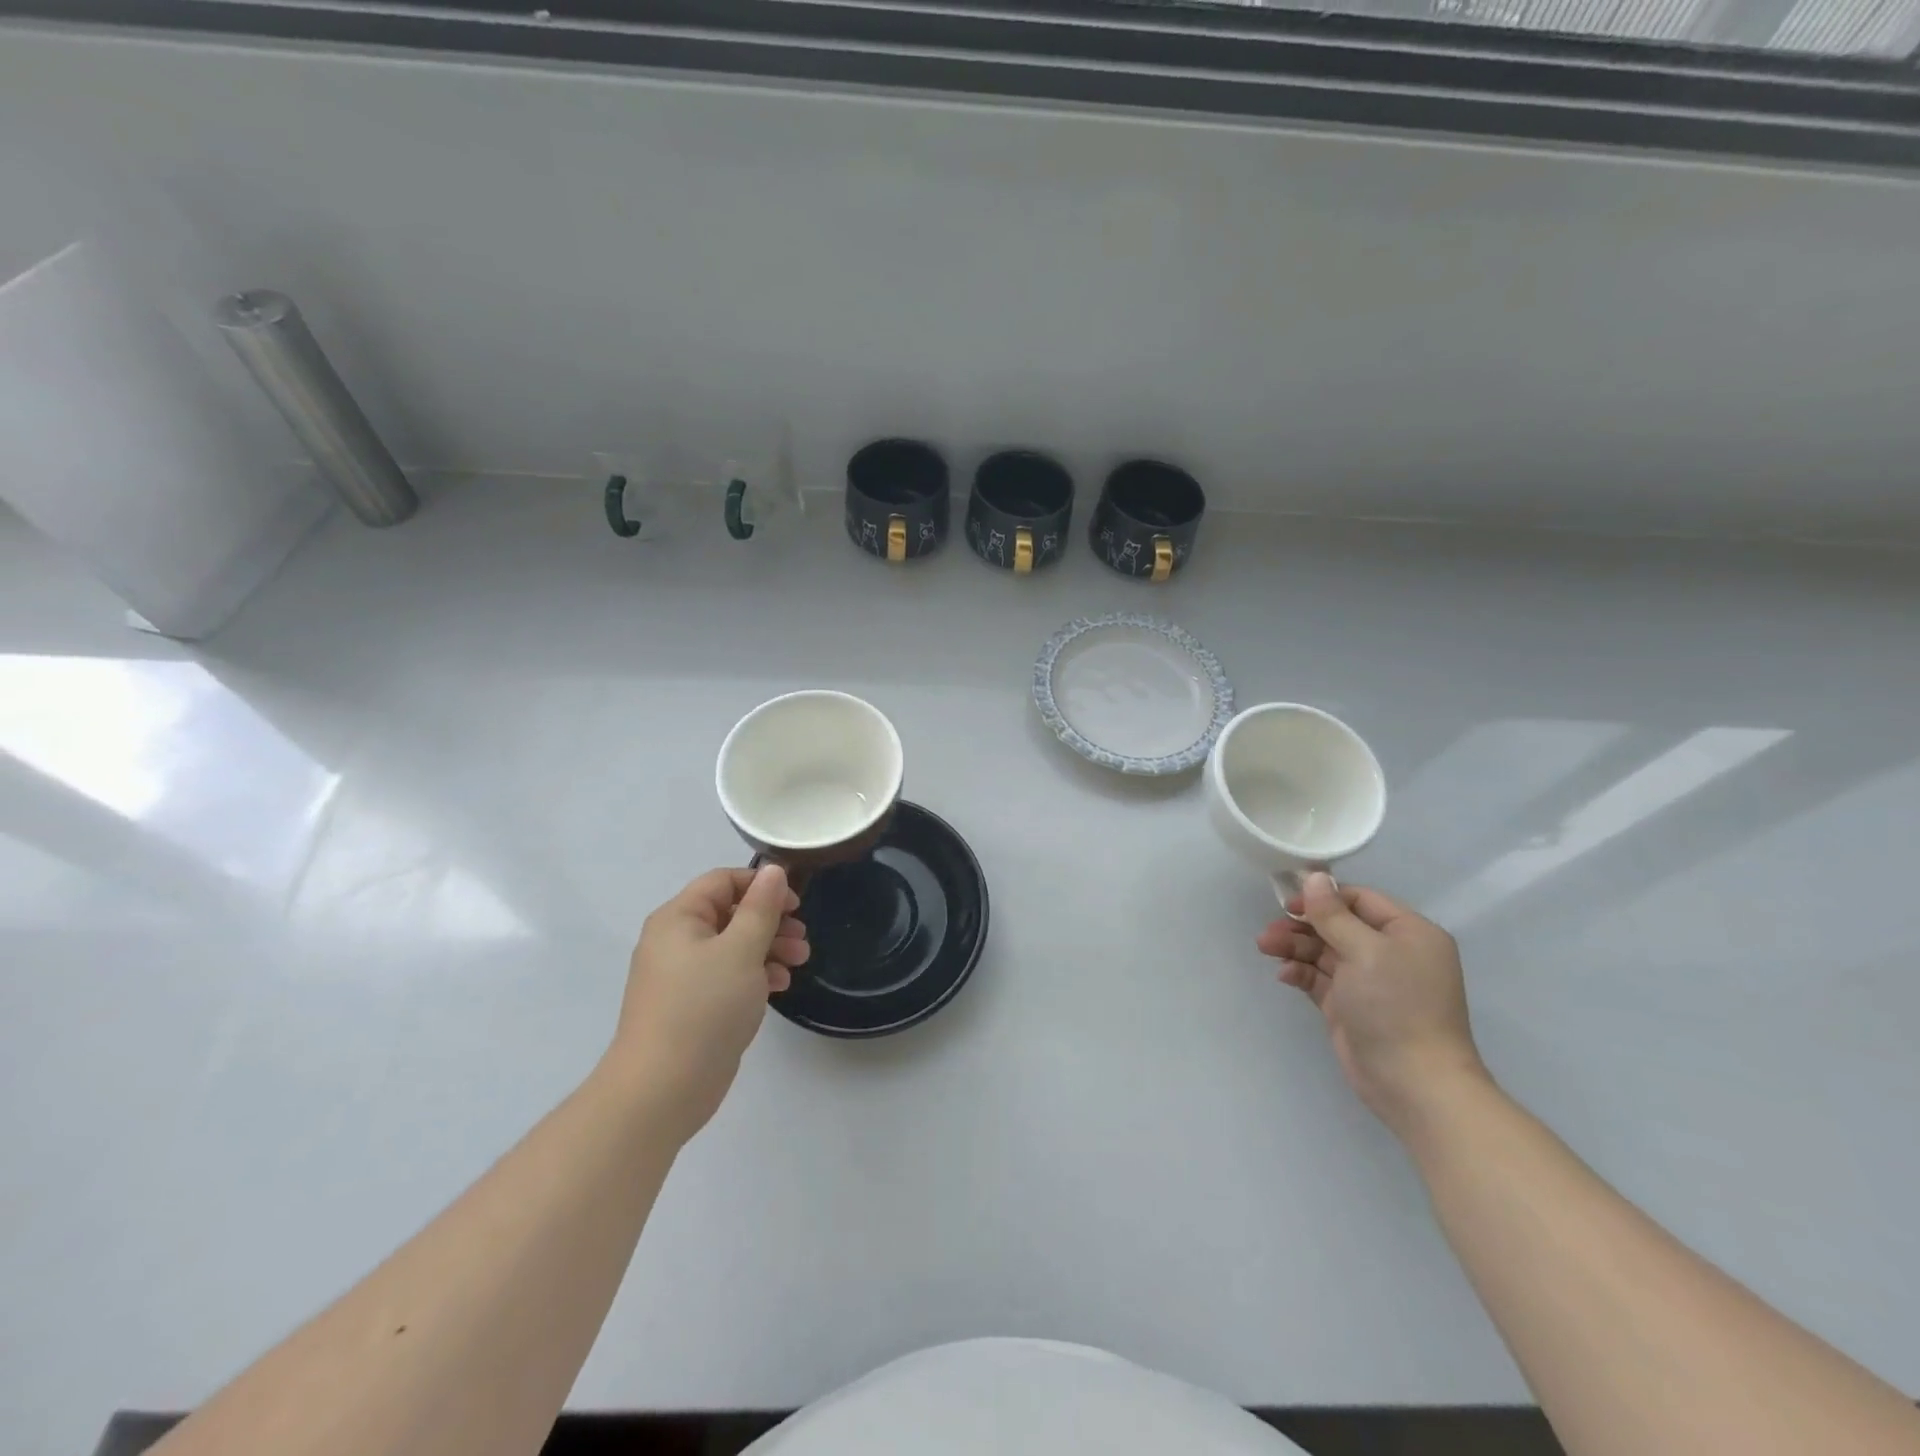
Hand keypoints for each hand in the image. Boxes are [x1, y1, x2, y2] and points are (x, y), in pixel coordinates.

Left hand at [608, 866, 809, 1139]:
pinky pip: (727, 975)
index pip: (723, 881)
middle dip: (770, 921)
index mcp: (678, 918)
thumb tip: (773, 870)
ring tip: (799, 962)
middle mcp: (675, 941)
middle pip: (730, 913)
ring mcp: (682, 976)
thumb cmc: (704, 1008)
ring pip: (732, 946)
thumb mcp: (741, 950)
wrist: (661, 1090)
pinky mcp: (691, 1006)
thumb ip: (761, 908)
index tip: (795, 904)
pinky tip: (778, 987)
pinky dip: (754, 974)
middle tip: (802, 937)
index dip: (761, 885)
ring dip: (768, 948)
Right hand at [1258, 873, 1486, 1134]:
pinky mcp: (1350, 1006)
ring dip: (1295, 947)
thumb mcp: (1364, 951)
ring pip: (1324, 951)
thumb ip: (1333, 914)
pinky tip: (1284, 975)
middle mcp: (1391, 953)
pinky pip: (1320, 978)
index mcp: (1408, 933)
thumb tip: (1314, 878)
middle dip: (1302, 925)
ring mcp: (1370, 981)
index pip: (1360, 900)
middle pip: (1338, 925)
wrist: (1413, 1083)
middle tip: (1270, 929)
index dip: (1324, 897)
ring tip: (1265, 947)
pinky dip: (1300, 972)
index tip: (1290, 902)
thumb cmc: (1395, 1006)